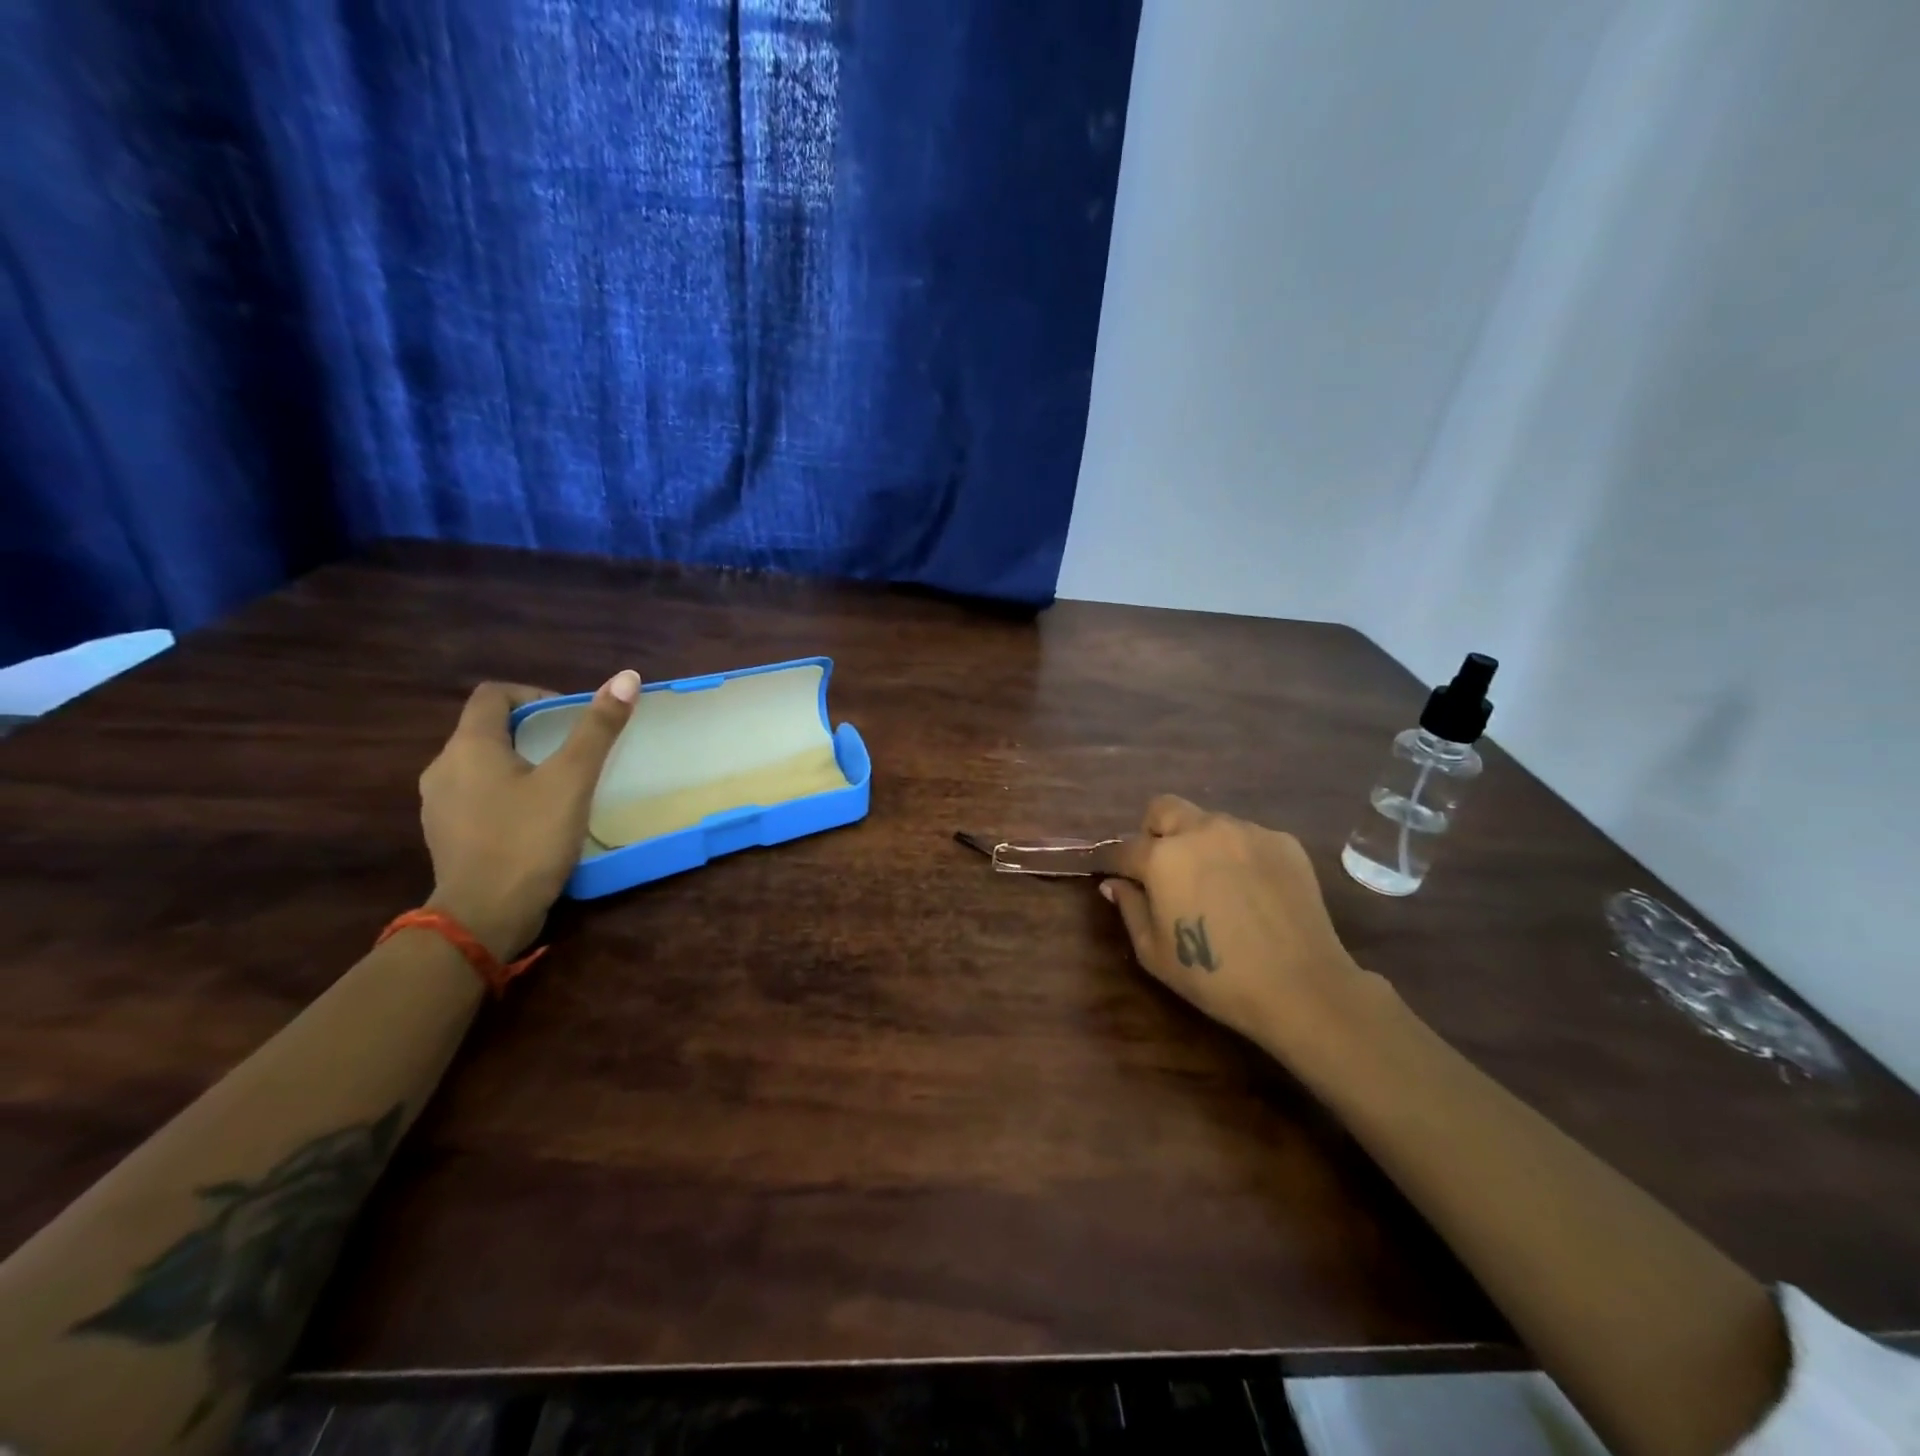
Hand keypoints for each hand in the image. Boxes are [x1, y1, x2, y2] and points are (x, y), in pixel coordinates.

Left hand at [418, 671, 640, 959]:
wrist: (484, 917)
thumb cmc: (528, 839)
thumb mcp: (572, 780)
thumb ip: (598, 728)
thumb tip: (627, 677)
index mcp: (469, 747)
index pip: (494, 696)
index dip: (533, 696)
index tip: (568, 718)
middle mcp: (443, 768)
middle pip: (487, 730)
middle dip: (532, 733)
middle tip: (574, 752)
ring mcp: (439, 806)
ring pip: (482, 766)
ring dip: (519, 764)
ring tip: (560, 786)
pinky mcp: (447, 836)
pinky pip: (477, 797)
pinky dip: (506, 794)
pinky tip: (536, 818)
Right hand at [1104, 795, 1379, 1059]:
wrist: (1300, 987)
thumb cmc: (1215, 977)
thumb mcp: (1154, 952)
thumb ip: (1129, 908)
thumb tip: (1115, 883)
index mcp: (1163, 857)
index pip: (1125, 847)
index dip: (1115, 862)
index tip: (1115, 875)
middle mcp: (1202, 831)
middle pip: (1164, 809)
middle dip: (1155, 832)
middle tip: (1164, 868)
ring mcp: (1246, 832)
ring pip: (1209, 822)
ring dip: (1200, 843)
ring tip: (1216, 883)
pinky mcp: (1283, 842)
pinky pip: (1247, 838)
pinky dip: (1239, 855)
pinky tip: (1252, 891)